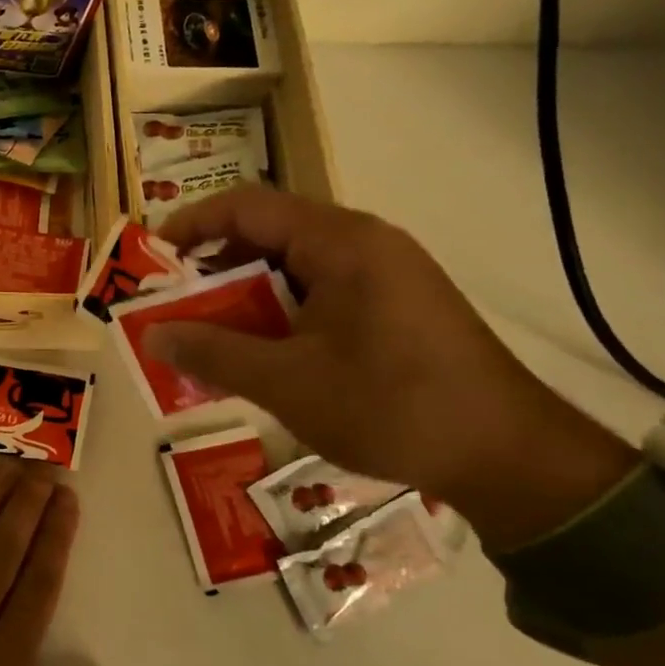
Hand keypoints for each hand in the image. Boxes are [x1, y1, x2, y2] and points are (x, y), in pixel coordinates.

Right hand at [147, 185, 636, 548]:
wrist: (513, 459)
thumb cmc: (393, 407)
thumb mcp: (288, 383)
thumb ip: (213, 354)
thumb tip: (151, 336)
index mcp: (341, 242)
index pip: (247, 206)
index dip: (191, 225)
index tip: (151, 259)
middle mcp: (363, 242)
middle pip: (268, 233)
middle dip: (213, 269)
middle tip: (174, 307)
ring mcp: (384, 273)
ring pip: (293, 266)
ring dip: (246, 296)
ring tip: (210, 335)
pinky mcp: (395, 305)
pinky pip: (320, 291)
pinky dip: (279, 314)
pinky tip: (263, 354)